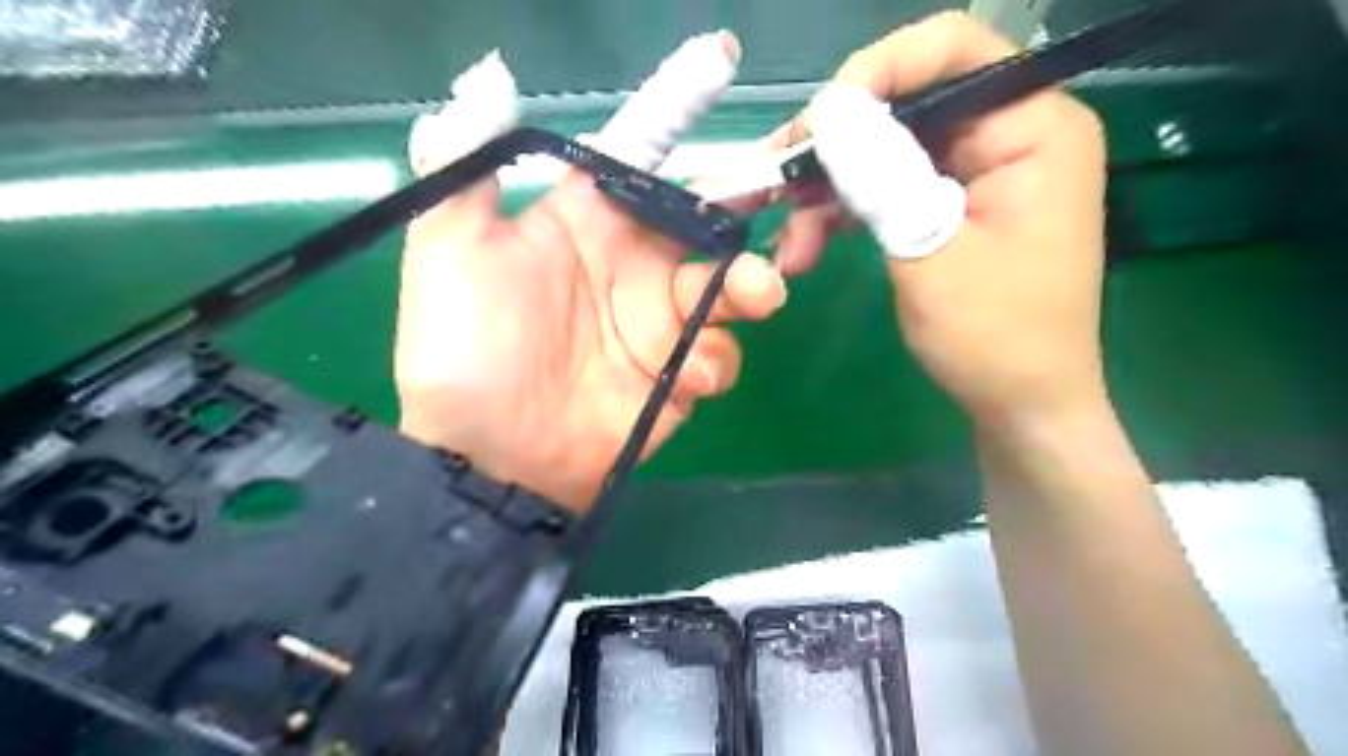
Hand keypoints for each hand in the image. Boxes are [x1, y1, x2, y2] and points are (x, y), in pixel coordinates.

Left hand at [397, 32, 784, 510]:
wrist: (489, 455)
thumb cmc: (468, 349)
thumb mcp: (449, 249)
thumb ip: (469, 163)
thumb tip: (493, 78)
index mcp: (587, 224)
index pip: (640, 152)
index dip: (677, 105)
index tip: (720, 60)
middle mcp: (631, 265)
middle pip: (705, 219)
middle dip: (743, 203)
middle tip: (778, 194)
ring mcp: (659, 325)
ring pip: (729, 287)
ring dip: (750, 285)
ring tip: (756, 294)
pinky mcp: (676, 377)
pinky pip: (717, 355)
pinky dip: (716, 359)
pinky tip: (689, 377)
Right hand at [768, 12, 1104, 426]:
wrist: (1018, 403)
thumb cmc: (992, 336)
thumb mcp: (929, 251)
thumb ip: (880, 174)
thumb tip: (827, 108)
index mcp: (1031, 128)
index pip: (951, 52)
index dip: (875, 72)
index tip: (814, 124)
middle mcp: (1008, 134)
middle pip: (905, 103)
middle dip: (833, 146)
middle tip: (774, 183)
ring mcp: (977, 172)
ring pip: (885, 150)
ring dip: (828, 190)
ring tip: (788, 240)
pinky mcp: (950, 205)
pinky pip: (887, 187)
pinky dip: (844, 213)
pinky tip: (808, 247)